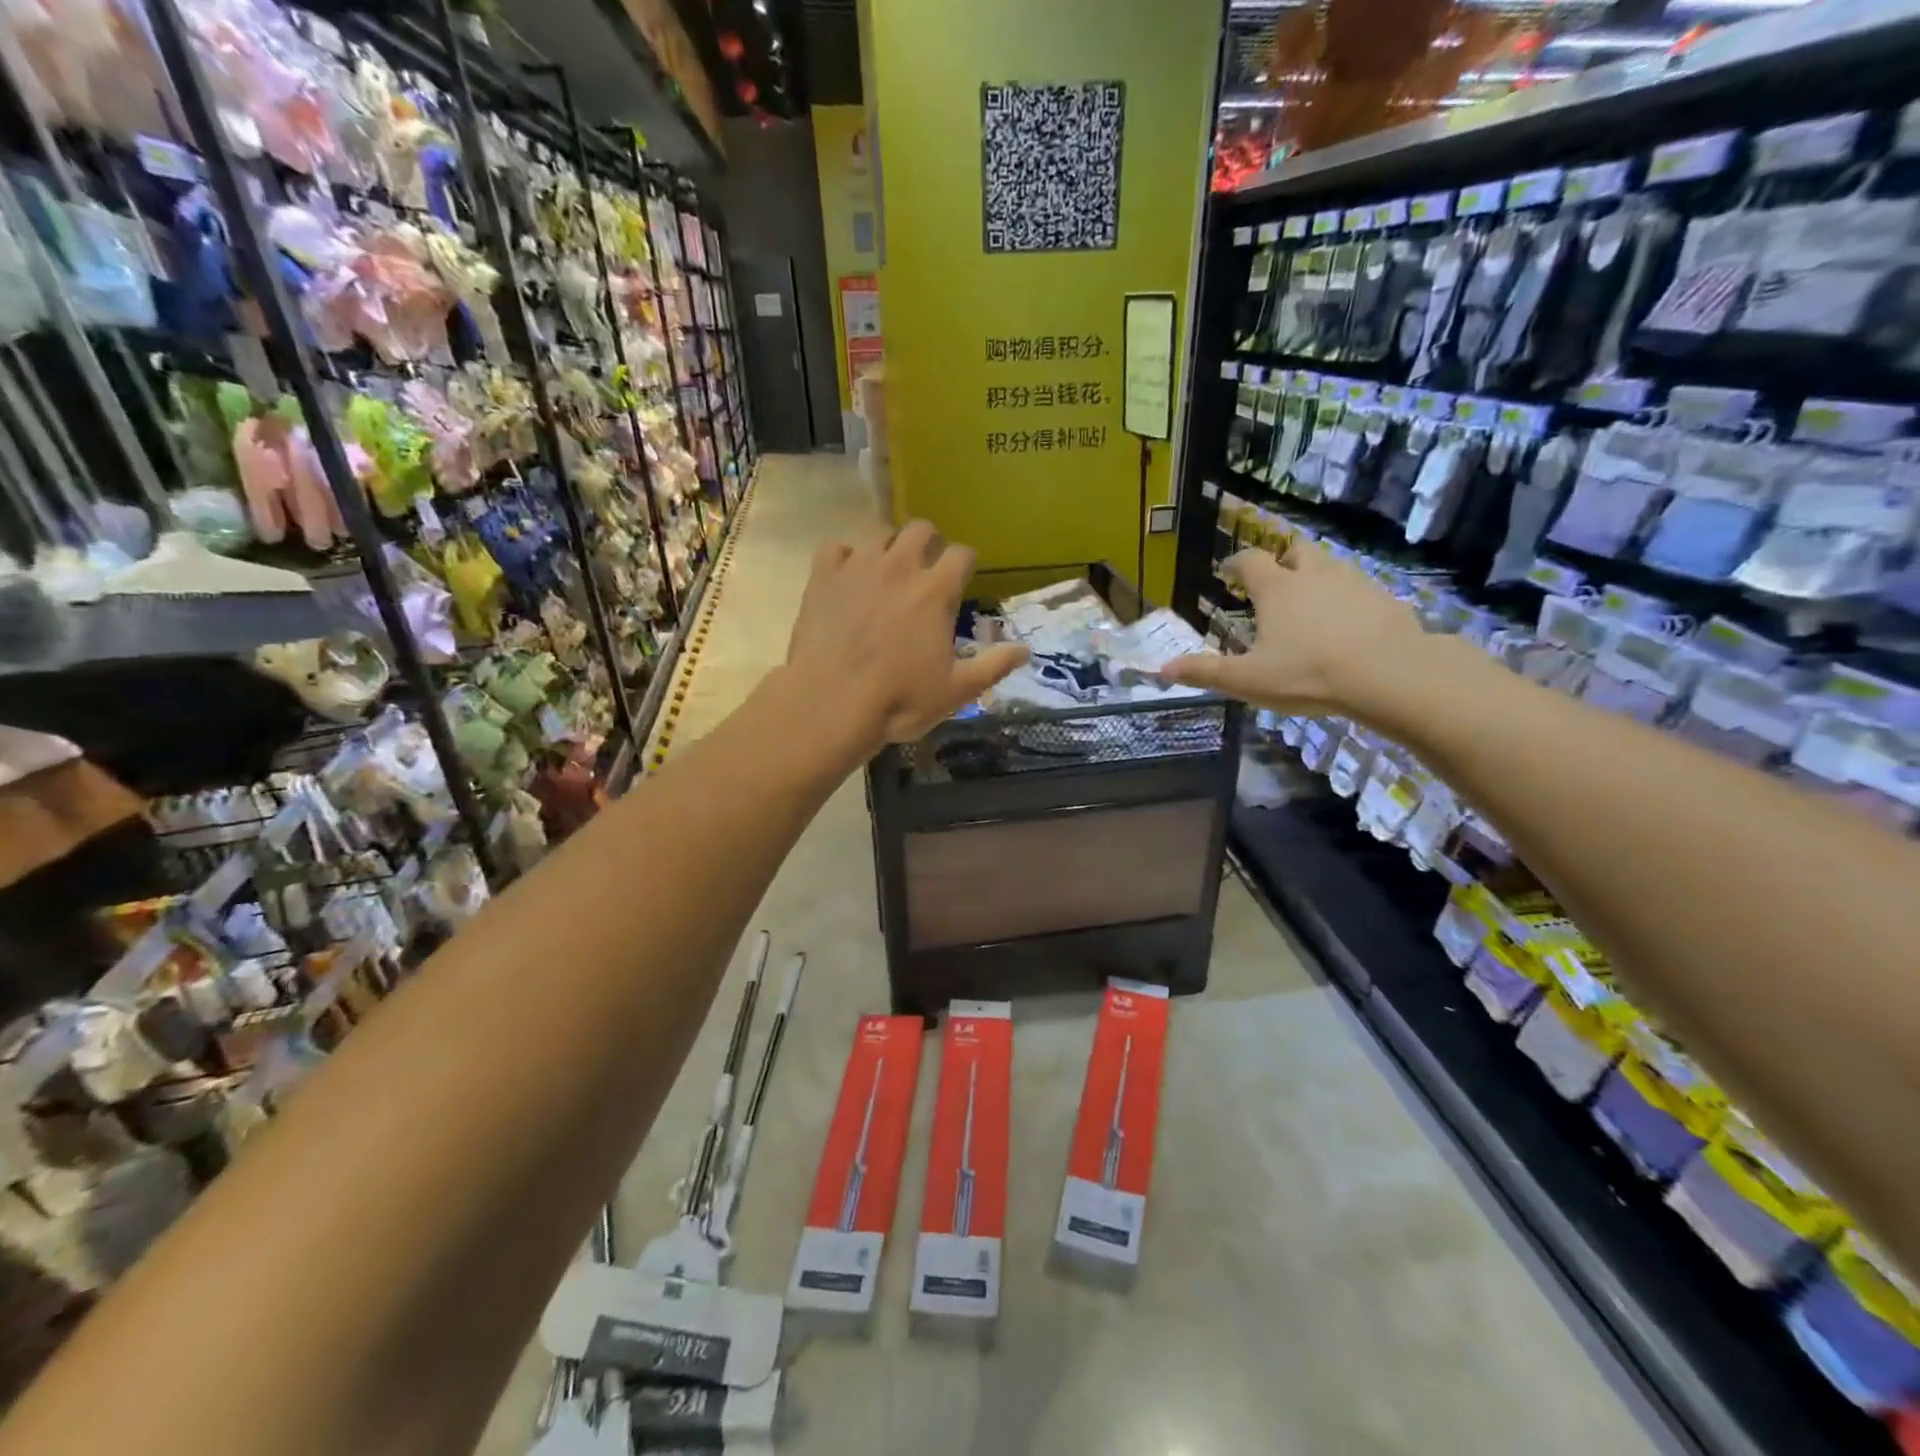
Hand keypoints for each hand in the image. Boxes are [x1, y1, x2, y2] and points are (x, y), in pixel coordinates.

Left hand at [786, 521, 1028, 748]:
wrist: (831, 703)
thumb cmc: (899, 700)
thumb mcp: (956, 691)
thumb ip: (993, 666)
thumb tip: (1026, 650)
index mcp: (936, 592)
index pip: (962, 554)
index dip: (966, 562)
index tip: (964, 575)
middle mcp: (900, 567)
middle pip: (921, 529)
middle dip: (930, 542)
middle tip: (927, 567)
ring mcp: (858, 568)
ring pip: (879, 534)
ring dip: (890, 548)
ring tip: (887, 572)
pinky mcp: (822, 577)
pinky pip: (834, 547)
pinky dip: (844, 558)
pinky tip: (846, 578)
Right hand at [1159, 540, 1426, 715]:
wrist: (1390, 674)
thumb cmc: (1308, 673)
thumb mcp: (1248, 680)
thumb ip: (1205, 672)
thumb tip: (1162, 669)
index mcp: (1276, 589)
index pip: (1249, 561)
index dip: (1235, 564)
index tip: (1227, 572)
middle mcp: (1314, 575)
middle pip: (1296, 550)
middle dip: (1282, 559)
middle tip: (1274, 579)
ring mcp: (1354, 583)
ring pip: (1331, 567)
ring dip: (1317, 578)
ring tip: (1310, 604)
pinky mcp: (1386, 599)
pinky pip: (1361, 590)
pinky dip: (1349, 600)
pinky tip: (1348, 625)